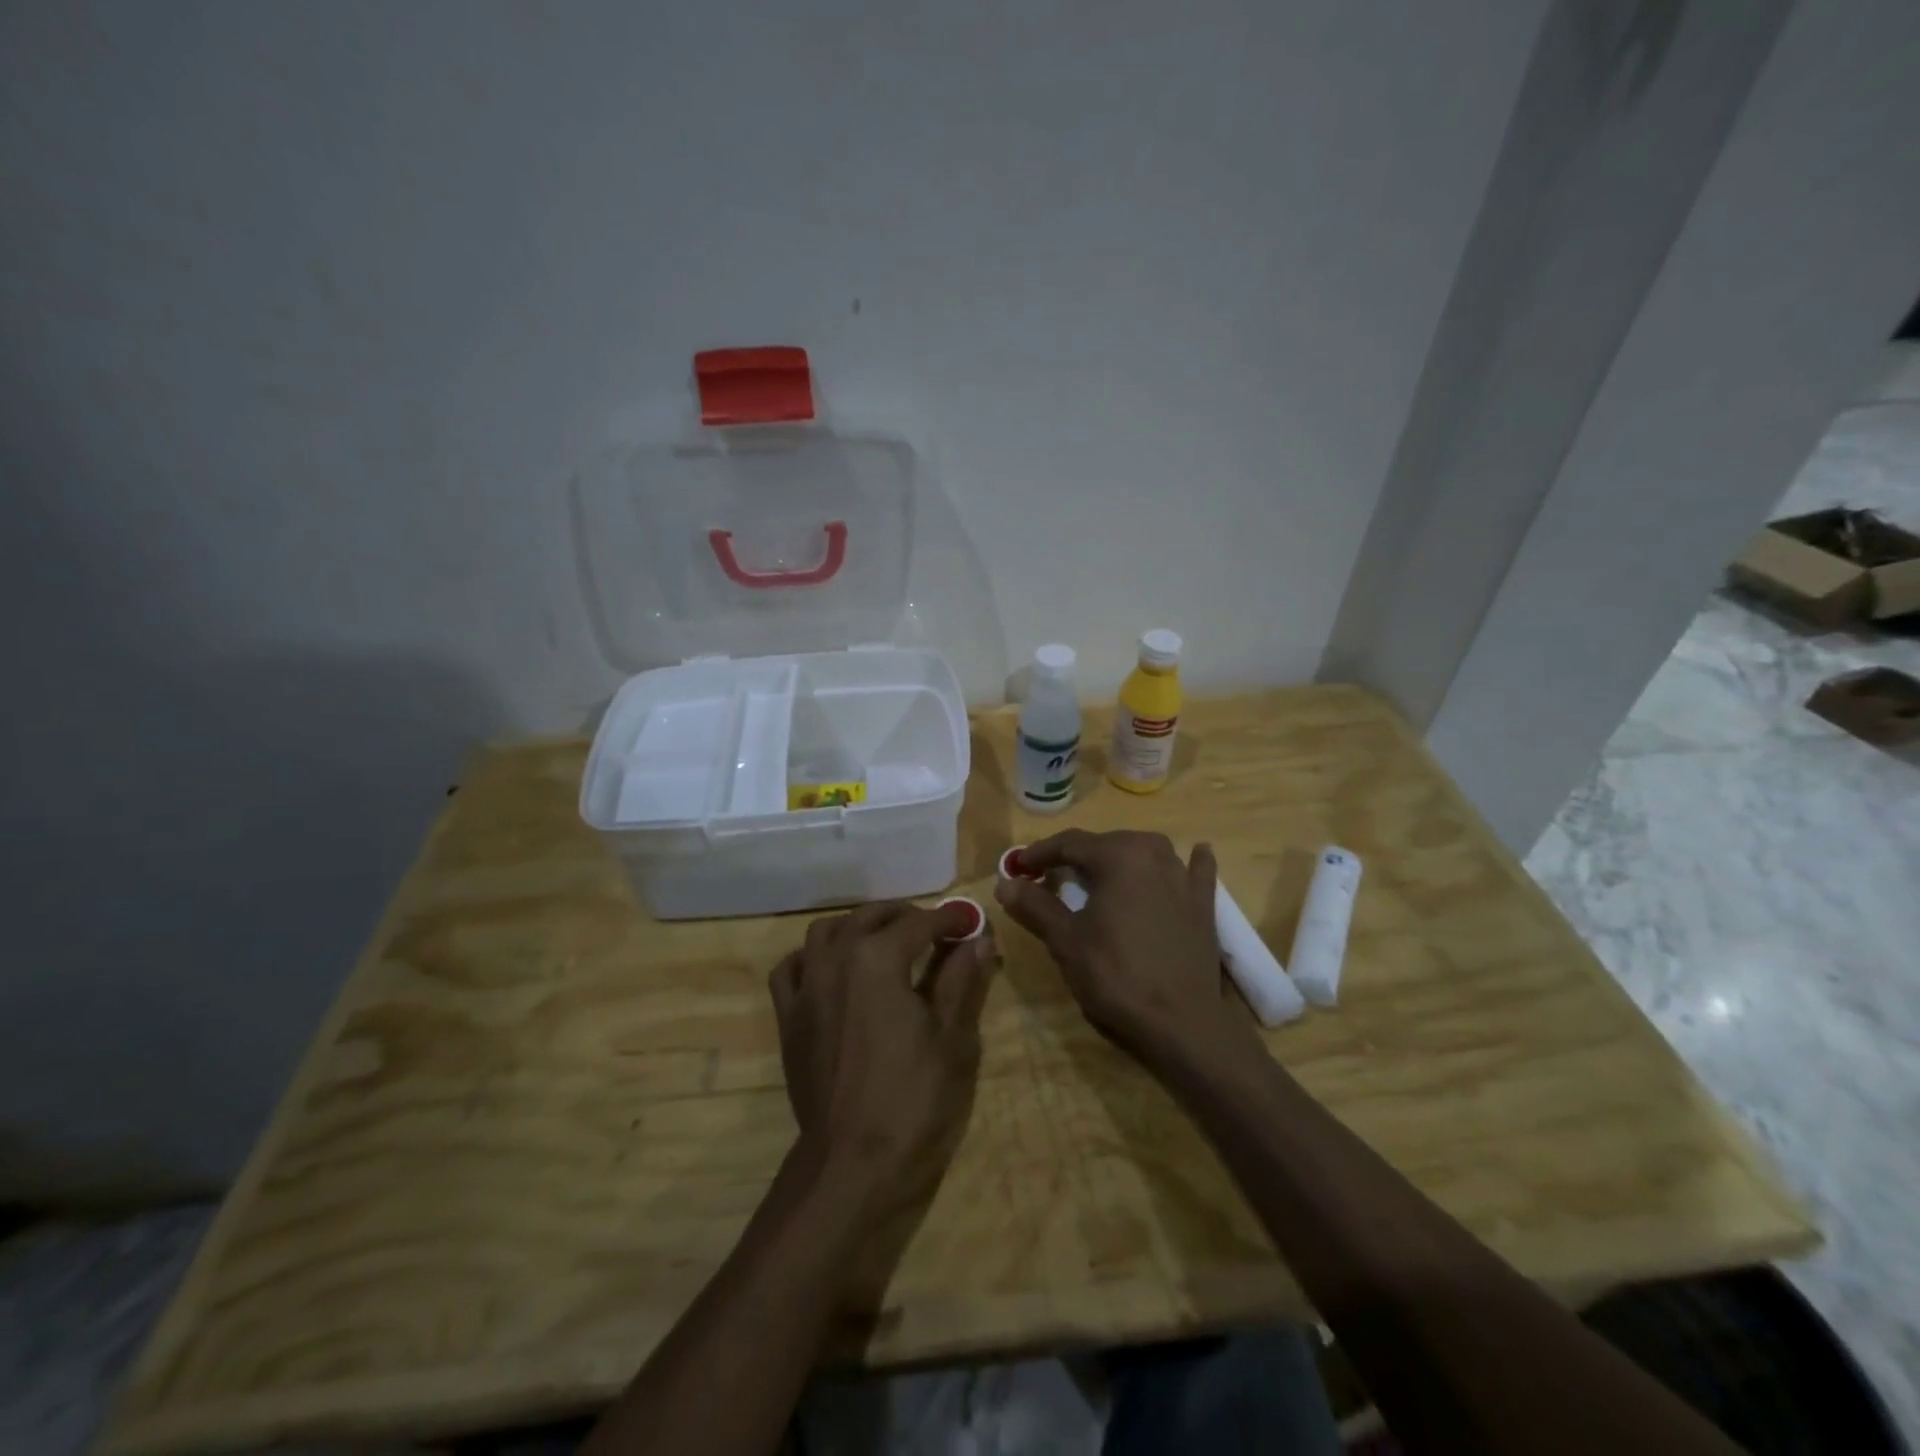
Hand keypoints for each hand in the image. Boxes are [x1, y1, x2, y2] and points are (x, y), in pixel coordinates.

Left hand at [769, 901, 995, 1214]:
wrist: (852, 1166)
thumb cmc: (914, 1100)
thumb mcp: (953, 1038)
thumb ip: (963, 979)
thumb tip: (979, 938)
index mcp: (878, 958)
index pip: (921, 923)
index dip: (951, 918)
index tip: (972, 920)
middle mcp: (836, 958)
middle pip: (871, 917)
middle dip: (906, 916)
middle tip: (936, 930)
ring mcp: (806, 986)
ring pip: (827, 931)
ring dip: (859, 927)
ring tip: (885, 941)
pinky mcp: (789, 1017)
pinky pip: (792, 967)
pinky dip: (814, 957)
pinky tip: (832, 969)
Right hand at [995, 830, 1260, 1073]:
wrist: (1182, 1023)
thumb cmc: (1116, 976)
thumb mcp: (1066, 941)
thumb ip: (1035, 905)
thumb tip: (1004, 883)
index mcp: (1118, 856)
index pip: (1069, 843)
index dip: (1039, 853)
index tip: (1017, 867)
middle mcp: (1153, 853)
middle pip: (1106, 844)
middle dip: (1075, 857)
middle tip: (1049, 877)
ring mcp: (1184, 877)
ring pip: (1145, 853)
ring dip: (1120, 858)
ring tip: (1099, 874)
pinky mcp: (1204, 904)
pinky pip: (1194, 872)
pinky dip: (1189, 863)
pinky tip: (1196, 854)